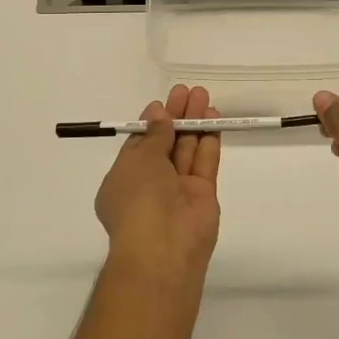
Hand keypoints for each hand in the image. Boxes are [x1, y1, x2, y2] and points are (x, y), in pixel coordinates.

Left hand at [95, 85, 221, 284]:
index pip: (140, 145)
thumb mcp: (138, 160)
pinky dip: (209, 140)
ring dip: (194, 122)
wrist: (163, 247)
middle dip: (176, 116)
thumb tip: (159, 114)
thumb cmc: (138, 199)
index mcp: (125, 178)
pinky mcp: (203, 194)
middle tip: (188, 90)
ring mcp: (178, 189)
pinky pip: (205, 162)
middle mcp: (151, 183)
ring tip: (203, 95)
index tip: (164, 101)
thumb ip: (154, 136)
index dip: (153, 122)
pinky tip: (214, 118)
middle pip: (166, 143)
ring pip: (187, 149)